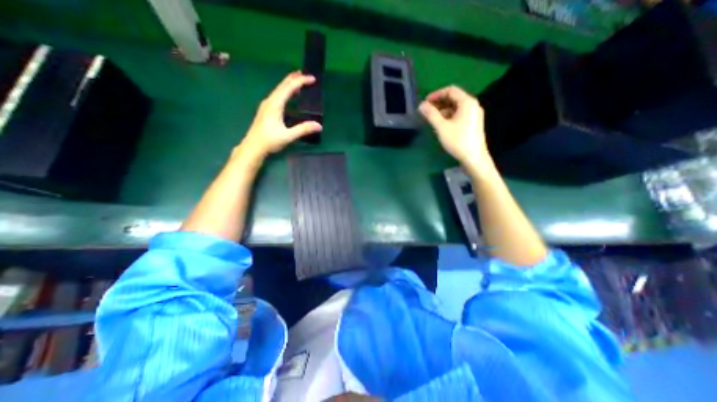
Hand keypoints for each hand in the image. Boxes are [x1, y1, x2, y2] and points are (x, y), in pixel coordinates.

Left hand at [240, 71, 320, 155]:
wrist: (253, 146)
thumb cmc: (269, 140)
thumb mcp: (288, 136)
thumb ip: (303, 129)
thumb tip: (319, 125)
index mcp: (275, 104)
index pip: (289, 88)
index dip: (301, 82)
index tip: (312, 79)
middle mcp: (270, 101)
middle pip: (283, 85)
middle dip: (294, 78)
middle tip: (306, 74)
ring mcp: (267, 105)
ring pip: (279, 90)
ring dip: (290, 84)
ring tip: (299, 81)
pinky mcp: (266, 110)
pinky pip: (278, 96)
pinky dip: (286, 92)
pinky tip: (289, 96)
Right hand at [419, 84, 496, 172]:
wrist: (474, 158)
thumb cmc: (458, 141)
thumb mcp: (441, 127)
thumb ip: (431, 114)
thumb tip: (421, 105)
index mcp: (467, 102)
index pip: (450, 90)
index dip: (436, 94)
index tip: (425, 102)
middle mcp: (472, 105)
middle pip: (454, 98)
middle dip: (439, 103)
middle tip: (426, 111)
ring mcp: (474, 115)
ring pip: (456, 107)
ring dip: (443, 110)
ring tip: (431, 119)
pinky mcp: (473, 123)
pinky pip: (459, 115)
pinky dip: (449, 116)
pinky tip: (441, 125)